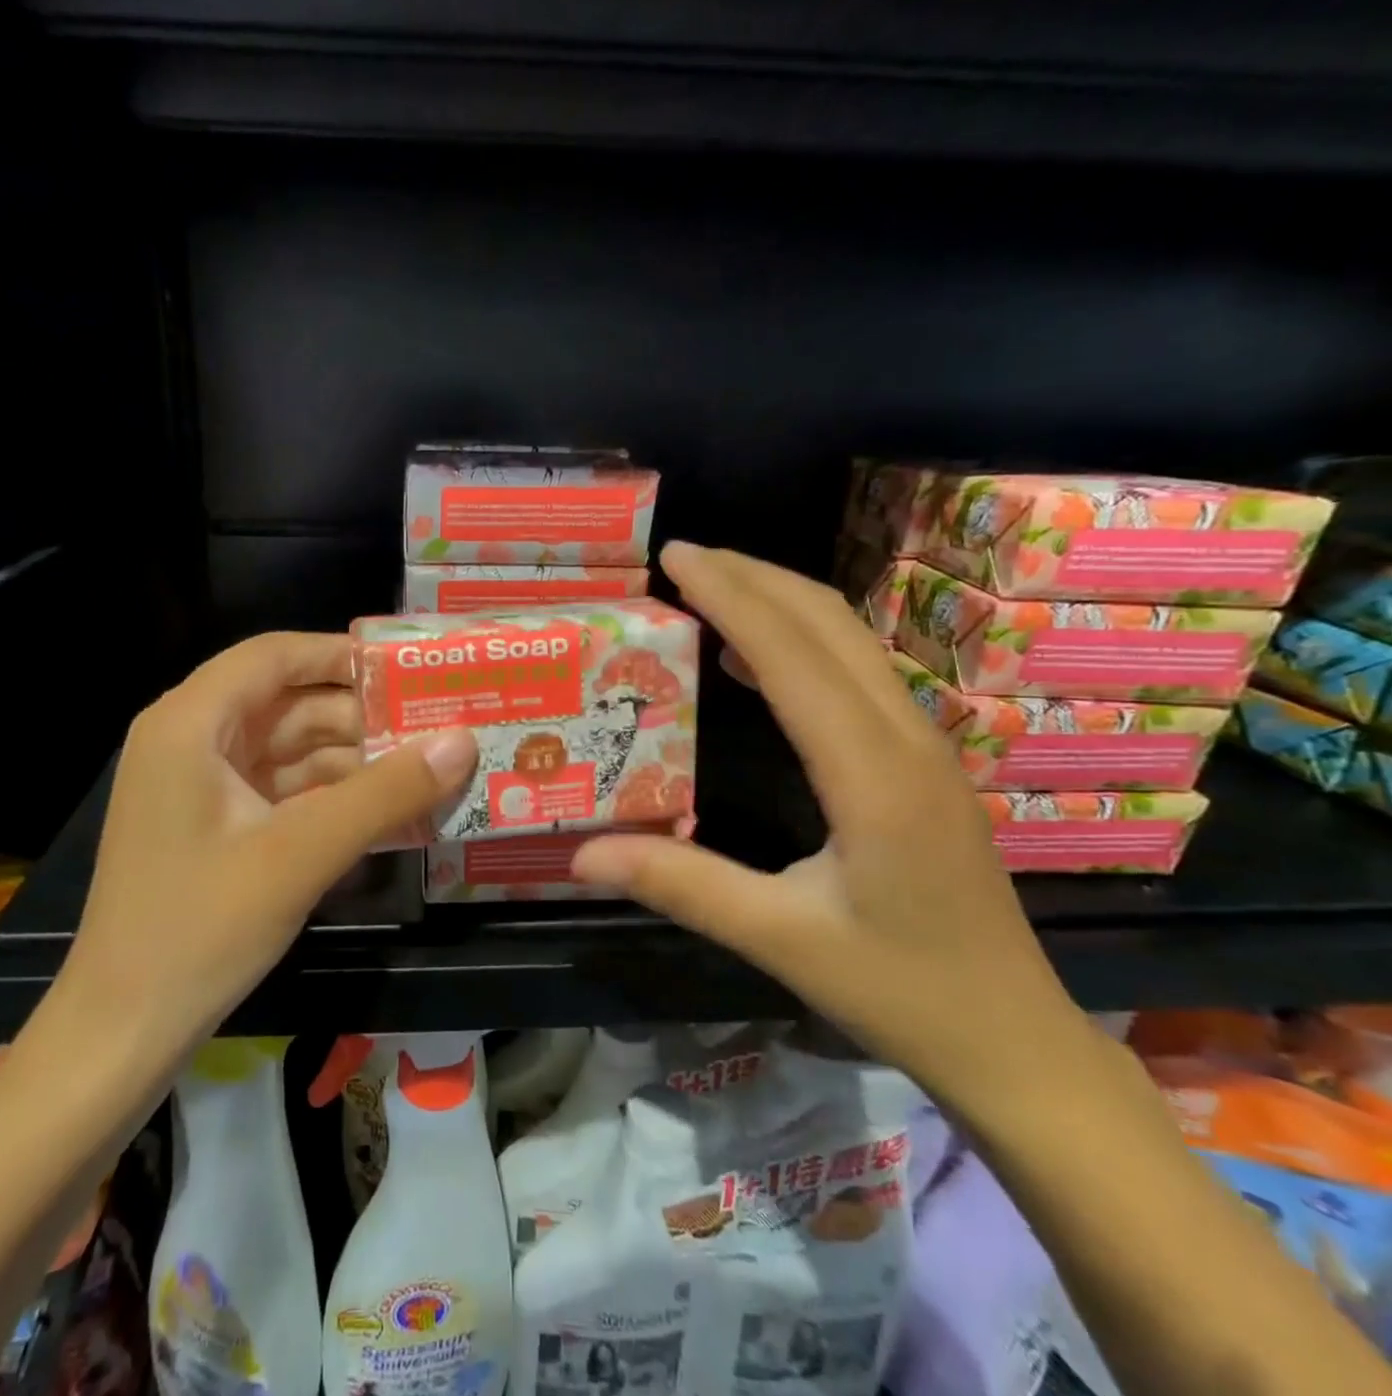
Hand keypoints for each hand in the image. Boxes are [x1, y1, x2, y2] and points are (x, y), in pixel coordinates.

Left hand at [62, 632, 475, 1048]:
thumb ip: (385, 793)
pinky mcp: (215, 827)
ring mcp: (201, 787)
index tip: (408, 669)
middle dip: (360, 716)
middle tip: (437, 724)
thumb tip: (463, 739)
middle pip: (287, 703)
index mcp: (191, 723)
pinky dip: (332, 796)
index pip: (274, 656)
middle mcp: (191, 740)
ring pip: (290, 750)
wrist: (121, 1033)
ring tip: (428, 768)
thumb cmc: (199, 928)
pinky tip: (388, 810)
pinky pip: (283, 791)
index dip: (341, 654)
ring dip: (353, 760)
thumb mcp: (301, 853)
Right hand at [573, 543, 1095, 1118]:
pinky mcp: (921, 762)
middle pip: (830, 623)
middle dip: (754, 576)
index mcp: (872, 775)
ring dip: (780, 600)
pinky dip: (800, 641)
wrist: (1013, 1038)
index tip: (675, 557)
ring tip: (709, 587)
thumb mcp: (779, 939)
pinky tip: (753, 659)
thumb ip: (681, 886)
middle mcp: (906, 740)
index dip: (732, 595)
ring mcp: (923, 746)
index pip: (793, 655)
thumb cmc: (899, 989)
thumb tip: (581, 854)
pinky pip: (856, 672)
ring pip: (850, 640)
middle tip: (681, 557)